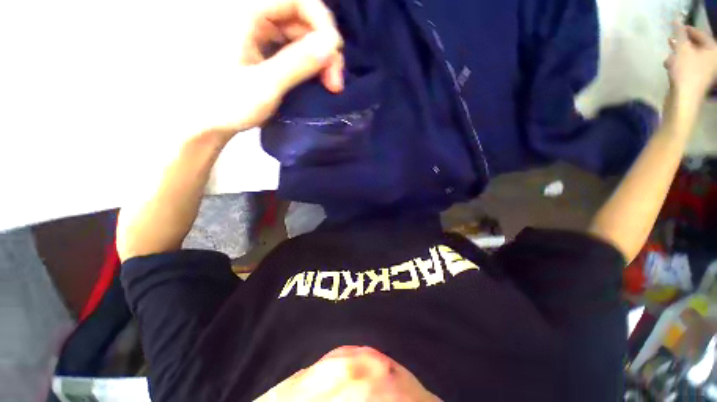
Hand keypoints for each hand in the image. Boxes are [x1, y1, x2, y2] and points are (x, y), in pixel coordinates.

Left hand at [200, 0, 343, 141]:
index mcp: (244, 11)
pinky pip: (290, 44)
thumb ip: (299, 62)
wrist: (201, 121)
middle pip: (301, 16)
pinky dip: (306, 61)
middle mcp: (249, 12)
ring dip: (318, 56)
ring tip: (328, 84)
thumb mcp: (265, 86)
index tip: (335, 55)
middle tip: (334, 81)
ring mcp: (254, 29)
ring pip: (298, 32)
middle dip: (323, 46)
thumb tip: (333, 44)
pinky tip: (313, 78)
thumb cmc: (225, 104)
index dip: (323, 23)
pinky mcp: (258, 45)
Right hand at [666, 24, 716, 102]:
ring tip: (668, 57)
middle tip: (671, 40)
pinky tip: (670, 66)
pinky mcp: (698, 79)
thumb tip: (676, 22)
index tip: (676, 27)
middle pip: (697, 46)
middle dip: (682, 44)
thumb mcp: (682, 49)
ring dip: (678, 55)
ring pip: (691, 57)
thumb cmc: (685, 72)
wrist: (684, 99)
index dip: (687, 29)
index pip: (700, 34)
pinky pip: (689, 66)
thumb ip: (679, 33)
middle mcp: (713, 59)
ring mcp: (706, 71)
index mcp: (713, 50)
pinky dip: (679, 64)